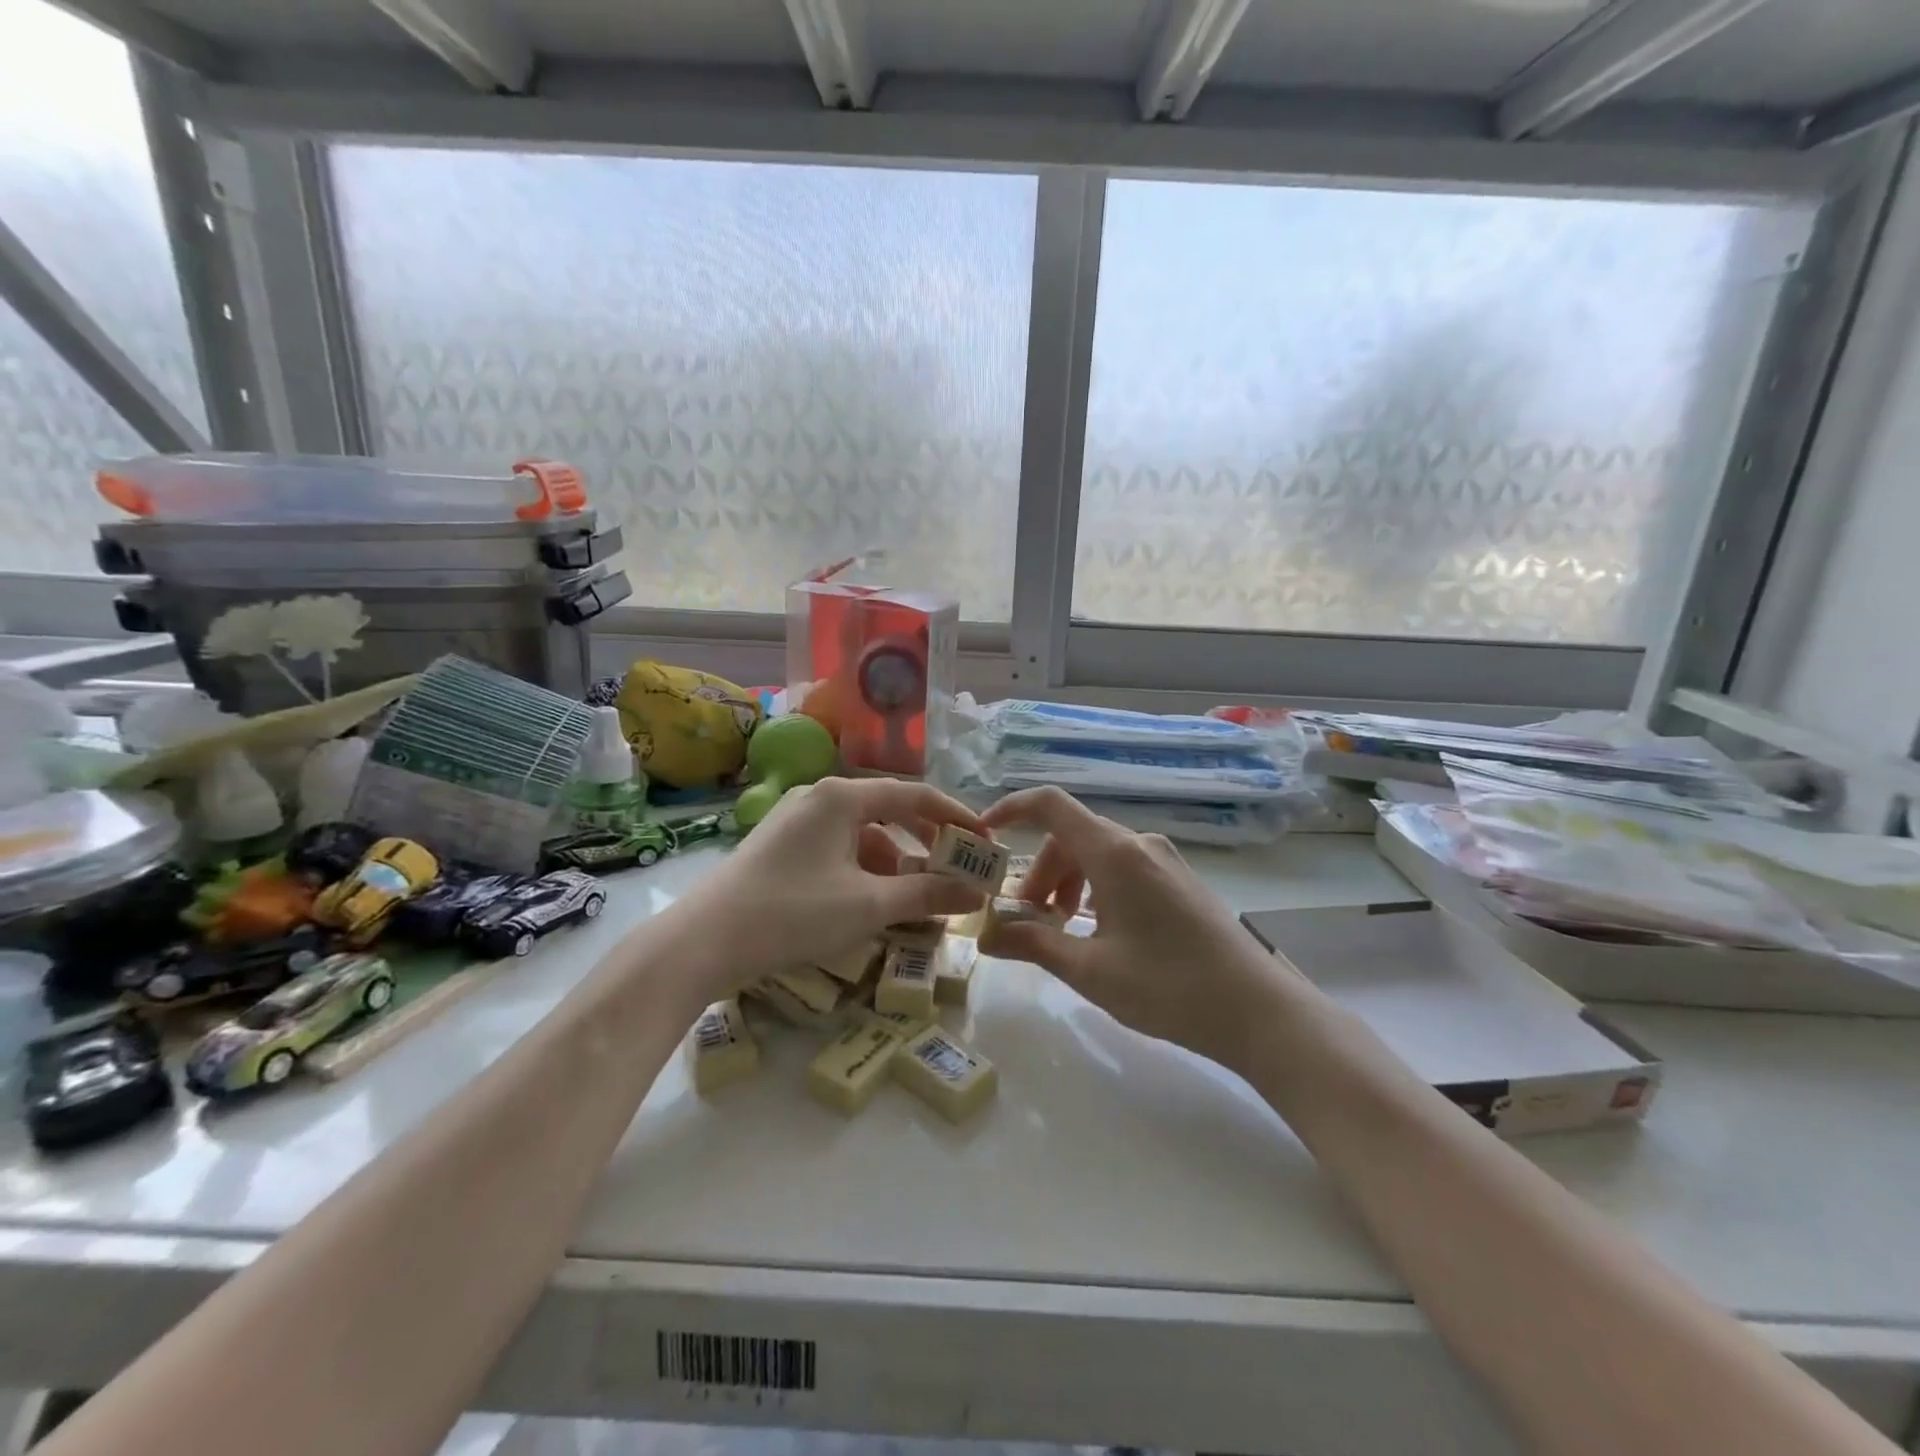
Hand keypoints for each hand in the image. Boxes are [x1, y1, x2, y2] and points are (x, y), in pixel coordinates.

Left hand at [672, 777, 990, 998]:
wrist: (702, 943)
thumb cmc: (793, 912)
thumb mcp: (868, 905)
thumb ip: (927, 895)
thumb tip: (976, 893)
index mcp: (842, 796)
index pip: (915, 794)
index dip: (955, 816)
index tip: (984, 841)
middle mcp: (819, 798)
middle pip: (889, 812)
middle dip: (927, 843)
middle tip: (958, 870)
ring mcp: (796, 822)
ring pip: (863, 836)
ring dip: (896, 864)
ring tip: (919, 900)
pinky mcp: (781, 848)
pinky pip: (838, 852)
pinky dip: (864, 873)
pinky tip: (874, 905)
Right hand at [979, 787, 1296, 1072]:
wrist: (1258, 1011)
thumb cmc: (1168, 986)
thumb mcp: (1090, 970)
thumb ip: (1033, 944)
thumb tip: (986, 936)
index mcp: (1115, 853)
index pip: (1051, 805)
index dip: (1012, 809)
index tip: (985, 834)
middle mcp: (1139, 844)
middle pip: (1072, 836)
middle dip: (1039, 871)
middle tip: (1027, 919)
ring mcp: (1164, 860)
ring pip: (1097, 853)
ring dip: (1067, 881)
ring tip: (1061, 928)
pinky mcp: (1179, 879)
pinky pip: (1123, 867)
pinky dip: (1095, 887)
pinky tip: (1099, 930)